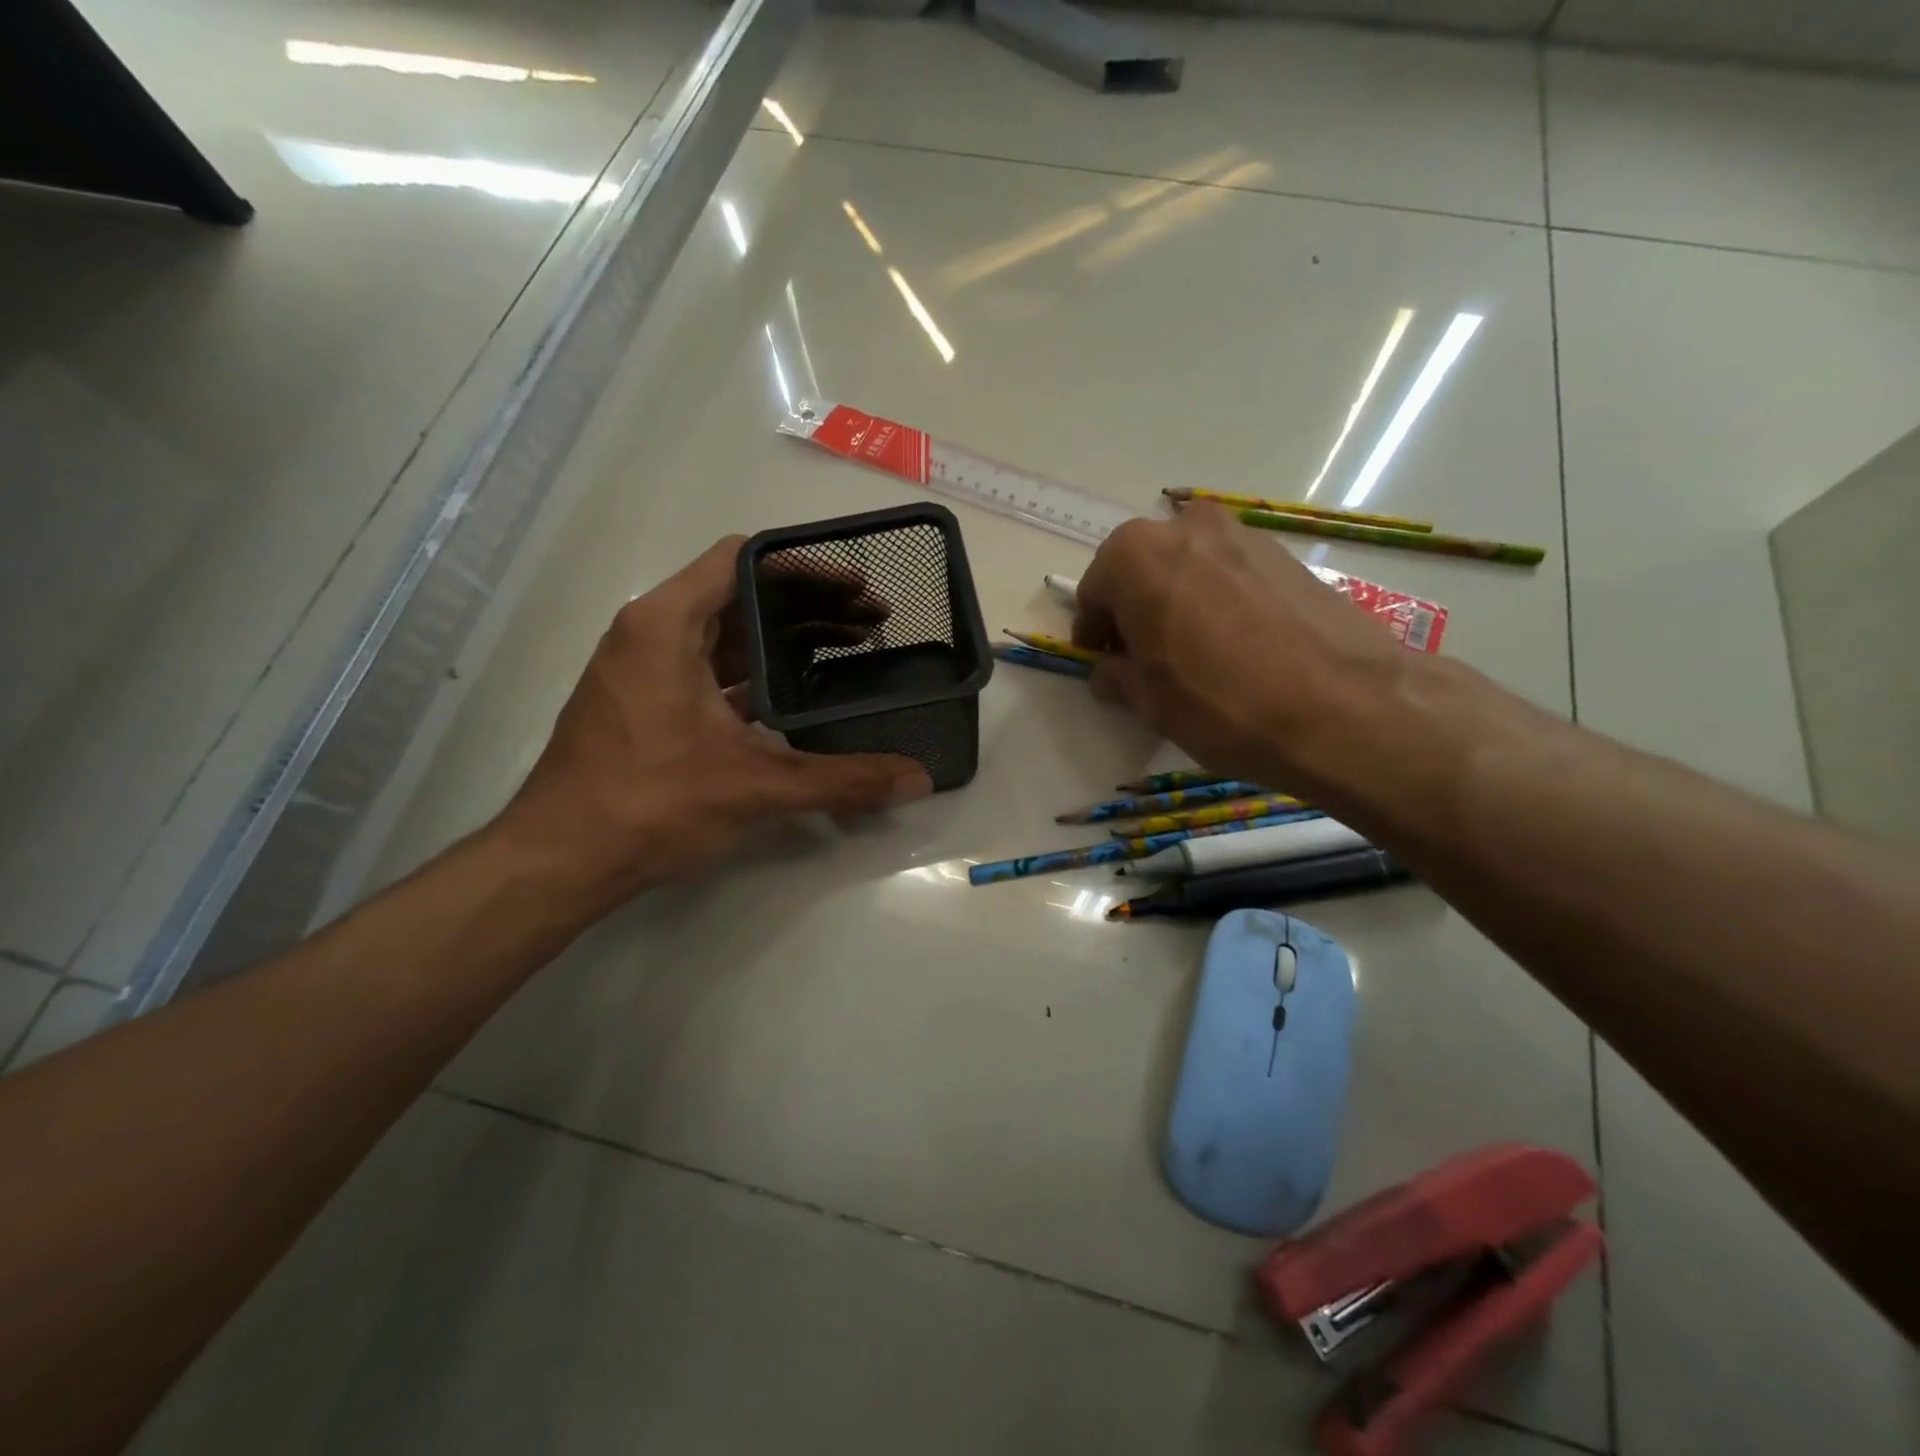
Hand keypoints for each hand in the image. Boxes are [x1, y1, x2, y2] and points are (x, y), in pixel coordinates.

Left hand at [497, 537, 932, 917]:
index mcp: (667, 624)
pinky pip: (711, 669)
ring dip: (784, 641)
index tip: (857, 587)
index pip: (743, 560)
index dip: (805, 567)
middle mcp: (651, 633)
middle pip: (740, 595)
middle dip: (808, 606)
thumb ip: (843, 779)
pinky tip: (799, 699)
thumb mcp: (756, 786)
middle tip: (871, 624)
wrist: (560, 861)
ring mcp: (645, 670)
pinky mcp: (646, 704)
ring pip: (726, 635)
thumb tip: (918, 779)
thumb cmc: (650, 803)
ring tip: (848, 653)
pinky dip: (756, 674)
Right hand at [1071, 503, 1410, 794]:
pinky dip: (1218, 602)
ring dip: (1177, 604)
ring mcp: (1242, 534)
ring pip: (1187, 569)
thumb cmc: (1221, 702)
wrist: (1344, 706)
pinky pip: (1230, 575)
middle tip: (1143, 659)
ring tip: (1192, 656)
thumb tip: (1111, 670)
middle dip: (1134, 612)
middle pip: (1141, 571)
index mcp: (1135, 555)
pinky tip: (1235, 647)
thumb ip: (1118, 675)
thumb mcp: (1150, 701)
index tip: (1103, 663)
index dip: (1093, 633)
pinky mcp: (1286, 553)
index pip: (1094, 592)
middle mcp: (1185, 527)